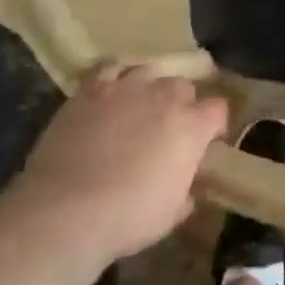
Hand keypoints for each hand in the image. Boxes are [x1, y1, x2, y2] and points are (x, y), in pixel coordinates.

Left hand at [17, 63, 229, 261]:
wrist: (67, 209)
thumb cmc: (128, 217)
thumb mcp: (170, 215)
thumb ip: (185, 195)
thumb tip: (187, 192)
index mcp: (192, 127)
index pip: (218, 110)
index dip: (214, 124)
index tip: (208, 141)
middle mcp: (164, 97)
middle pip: (183, 86)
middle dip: (181, 103)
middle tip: (168, 128)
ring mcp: (126, 88)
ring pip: (149, 72)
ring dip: (149, 87)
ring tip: (139, 106)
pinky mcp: (91, 89)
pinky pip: (109, 67)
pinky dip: (115, 75)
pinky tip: (111, 88)